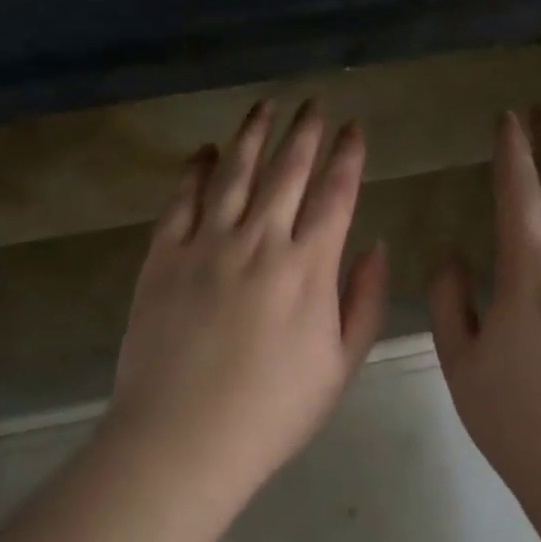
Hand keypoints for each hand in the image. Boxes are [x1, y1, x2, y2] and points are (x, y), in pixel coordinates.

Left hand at [107, 100, 390, 491]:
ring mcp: (207, 243)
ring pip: (234, 172)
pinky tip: (202, 151)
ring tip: (264, 105)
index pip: (335, 195)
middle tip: (314, 102)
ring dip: (252, 134)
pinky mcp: (164, 255)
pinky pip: (181, 200)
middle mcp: (259, 240)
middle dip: (305, 131)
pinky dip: (193, 170)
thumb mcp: (339, 366)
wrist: (182, 439)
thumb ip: (364, 302)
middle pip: (287, 171)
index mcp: (308, 268)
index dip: (347, 156)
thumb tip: (376, 245)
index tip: (354, 128)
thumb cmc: (271, 412)